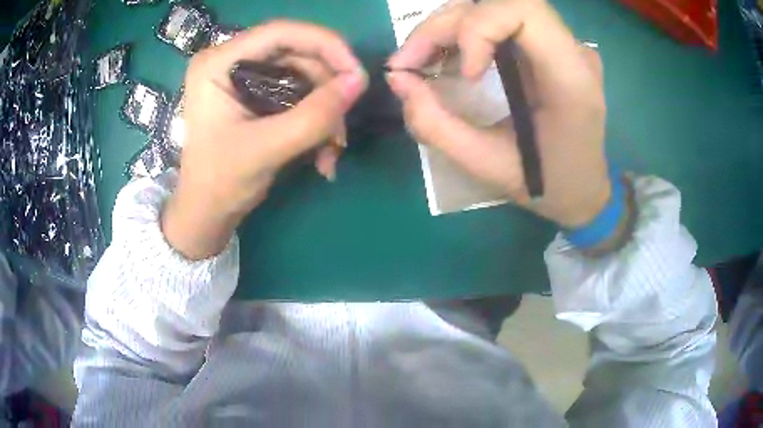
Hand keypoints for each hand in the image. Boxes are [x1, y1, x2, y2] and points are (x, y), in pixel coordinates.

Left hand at [162, 21, 367, 259]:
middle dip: (327, 92)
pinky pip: (299, 94)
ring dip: (325, 114)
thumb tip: (359, 81)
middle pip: (297, 55)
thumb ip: (314, 115)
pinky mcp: (256, 94)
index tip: (356, 73)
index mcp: (218, 63)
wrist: (207, 212)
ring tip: (332, 152)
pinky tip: (322, 154)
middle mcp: (231, 61)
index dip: (325, 45)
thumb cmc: (221, 182)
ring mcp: (244, 77)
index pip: (281, 33)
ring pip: (304, 77)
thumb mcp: (267, 149)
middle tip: (343, 127)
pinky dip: (316, 121)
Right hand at [387, 0, 609, 227]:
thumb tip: (397, 79)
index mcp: (571, 78)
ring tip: (418, 61)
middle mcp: (571, 50)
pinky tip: (445, 60)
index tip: (464, 74)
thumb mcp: (486, 165)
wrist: (583, 190)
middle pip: (498, 4)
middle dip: (442, 27)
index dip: (478, 28)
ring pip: (493, 8)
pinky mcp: (549, 47)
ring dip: (446, 29)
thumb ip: (435, 124)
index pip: (522, 10)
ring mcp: (562, 44)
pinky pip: (499, 23)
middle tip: (406, 63)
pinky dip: (461, 35)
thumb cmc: (546, 185)